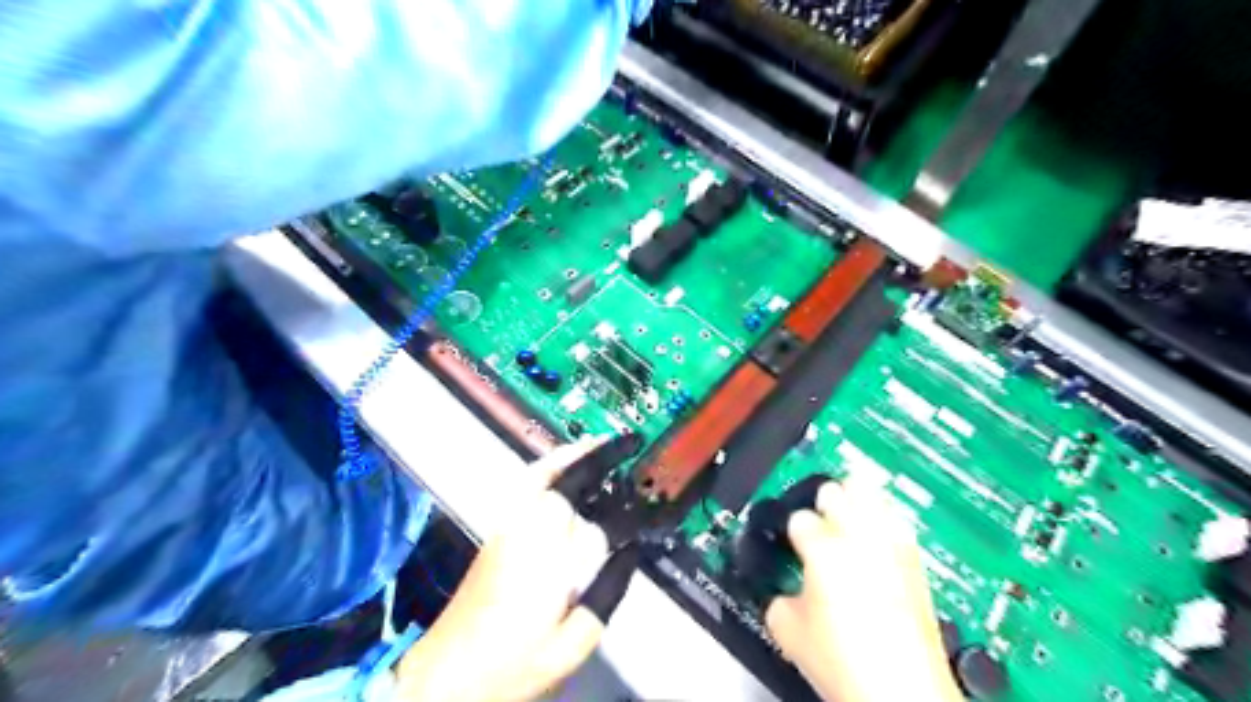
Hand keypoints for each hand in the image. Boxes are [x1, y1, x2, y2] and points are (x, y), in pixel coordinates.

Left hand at [394, 440, 610, 700]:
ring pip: (541, 477)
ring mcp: (507, 527)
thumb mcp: (571, 646)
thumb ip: (606, 598)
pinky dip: (546, 467)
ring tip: (599, 444)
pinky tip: (561, 465)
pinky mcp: (496, 530)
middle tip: (627, 450)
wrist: (447, 675)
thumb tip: (630, 554)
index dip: (620, 513)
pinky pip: (525, 485)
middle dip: (598, 467)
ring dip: (572, 459)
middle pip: (567, 488)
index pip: (593, 525)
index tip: (644, 505)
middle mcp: (527, 533)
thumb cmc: (512, 665)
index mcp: (549, 563)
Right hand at [761, 478, 959, 701]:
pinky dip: (883, 519)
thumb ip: (778, 597)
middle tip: (818, 519)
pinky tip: (877, 534)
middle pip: (836, 490)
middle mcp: (860, 538)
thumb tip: (786, 592)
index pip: (799, 517)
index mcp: (823, 549)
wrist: (904, 695)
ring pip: (872, 493)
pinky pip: (896, 520)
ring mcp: (892, 546)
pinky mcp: (916, 562)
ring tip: (848, 511)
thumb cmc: (848, 664)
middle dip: (823, 502)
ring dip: (856, 498)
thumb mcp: (787, 631)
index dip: (792, 530)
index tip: (793, 542)